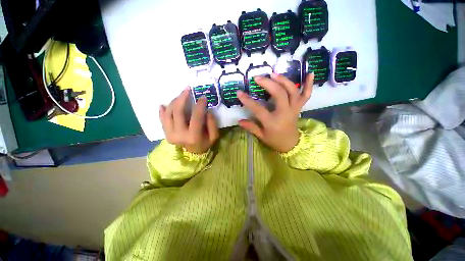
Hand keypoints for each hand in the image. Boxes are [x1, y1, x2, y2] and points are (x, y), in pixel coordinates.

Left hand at [159, 87, 218, 153]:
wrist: (193, 154)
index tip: (203, 97)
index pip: (196, 116)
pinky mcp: (166, 133)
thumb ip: (212, 124)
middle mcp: (179, 135)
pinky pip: (162, 120)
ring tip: (180, 95)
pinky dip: (162, 111)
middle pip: (177, 112)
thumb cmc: (205, 144)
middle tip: (187, 89)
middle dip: (182, 98)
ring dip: (173, 102)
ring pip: (168, 113)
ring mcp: (170, 134)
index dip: (199, 105)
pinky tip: (163, 104)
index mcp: (193, 136)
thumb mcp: (214, 136)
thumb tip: (207, 111)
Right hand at [237, 73, 313, 152]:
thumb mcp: (261, 136)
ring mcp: (294, 109)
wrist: (291, 144)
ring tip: (273, 74)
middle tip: (257, 77)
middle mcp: (285, 113)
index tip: (239, 93)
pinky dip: (309, 84)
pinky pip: (306, 95)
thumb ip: (251, 127)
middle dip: (268, 83)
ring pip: (292, 91)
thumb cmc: (275, 140)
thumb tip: (239, 121)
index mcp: (273, 122)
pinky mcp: (299, 107)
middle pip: (279, 94)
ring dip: (283, 80)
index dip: (248, 101)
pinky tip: (310, 73)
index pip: (258, 109)